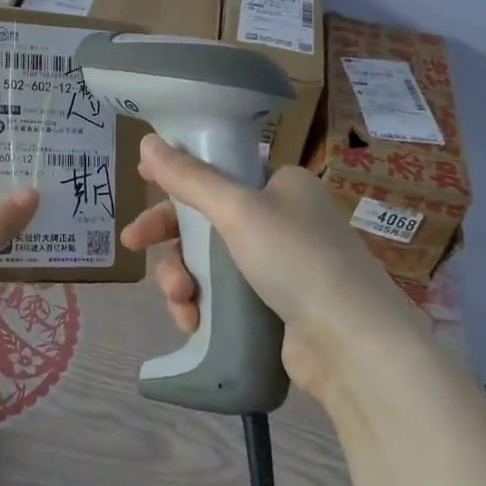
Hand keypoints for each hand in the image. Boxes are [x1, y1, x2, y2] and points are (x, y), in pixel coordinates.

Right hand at [121, 134, 428, 406]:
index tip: (141, 180)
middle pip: (204, 218)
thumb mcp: (237, 210)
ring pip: (206, 260)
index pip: (217, 171)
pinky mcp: (270, 306)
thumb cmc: (296, 260)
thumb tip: (147, 140)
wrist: (353, 346)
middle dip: (169, 237)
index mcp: (279, 185)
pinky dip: (199, 304)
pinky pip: (219, 294)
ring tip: (179, 300)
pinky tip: (191, 322)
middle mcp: (279, 219)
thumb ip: (189, 177)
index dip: (177, 176)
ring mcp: (275, 264)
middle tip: (132, 244)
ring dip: (181, 276)